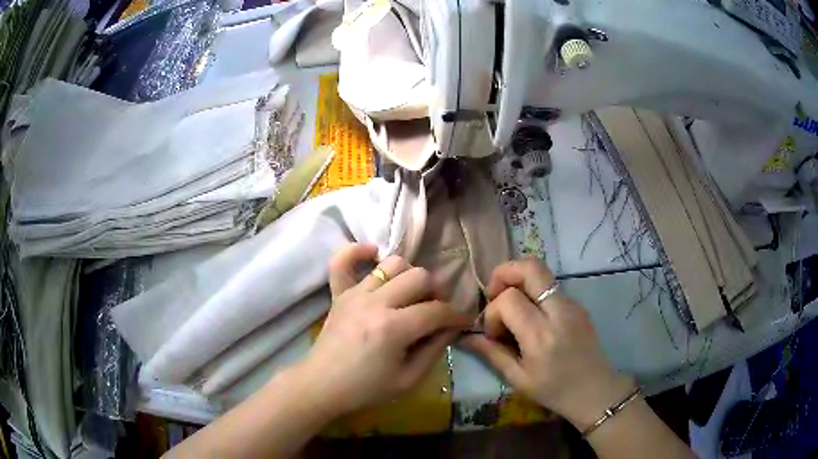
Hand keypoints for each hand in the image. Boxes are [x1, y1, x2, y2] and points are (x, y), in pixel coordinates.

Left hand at [295, 244, 469, 416]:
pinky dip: (358, 252)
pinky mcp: (339, 294)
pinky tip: (373, 256)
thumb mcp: (409, 380)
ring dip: (408, 275)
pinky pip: (342, 261)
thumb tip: (451, 327)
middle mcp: (375, 303)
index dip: (457, 316)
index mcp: (393, 328)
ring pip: (392, 263)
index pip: (437, 310)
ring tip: (410, 294)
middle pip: (419, 277)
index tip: (462, 322)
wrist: (322, 386)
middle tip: (436, 310)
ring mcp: (355, 294)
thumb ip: (434, 350)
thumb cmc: (366, 389)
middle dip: (436, 292)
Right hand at [460, 259, 633, 428]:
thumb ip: (491, 353)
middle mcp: (559, 311)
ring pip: (541, 272)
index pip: (509, 298)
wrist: (595, 391)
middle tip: (494, 294)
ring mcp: (572, 304)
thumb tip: (466, 337)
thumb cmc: (554, 391)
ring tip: (512, 308)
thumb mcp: (518, 379)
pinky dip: (533, 292)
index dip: (493, 311)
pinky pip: (551, 286)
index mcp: (541, 335)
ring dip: (519, 282)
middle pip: (531, 266)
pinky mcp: (578, 304)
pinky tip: (531, 318)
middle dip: (505, 273)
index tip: (494, 333)